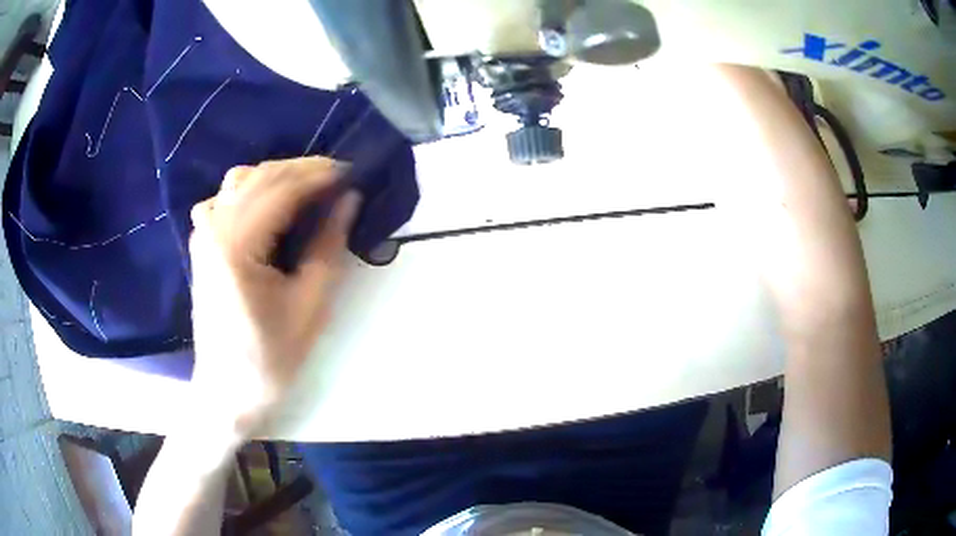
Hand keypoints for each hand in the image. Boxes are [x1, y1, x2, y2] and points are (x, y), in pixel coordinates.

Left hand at [187, 157, 360, 439]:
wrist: (226, 392)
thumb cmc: (269, 359)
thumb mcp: (311, 307)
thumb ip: (329, 246)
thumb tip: (349, 199)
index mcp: (236, 245)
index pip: (282, 188)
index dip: (321, 175)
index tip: (355, 172)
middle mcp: (214, 227)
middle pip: (261, 175)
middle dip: (304, 171)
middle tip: (340, 181)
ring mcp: (203, 233)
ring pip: (241, 180)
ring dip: (279, 177)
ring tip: (310, 192)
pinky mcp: (202, 243)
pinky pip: (226, 198)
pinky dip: (253, 191)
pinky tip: (271, 208)